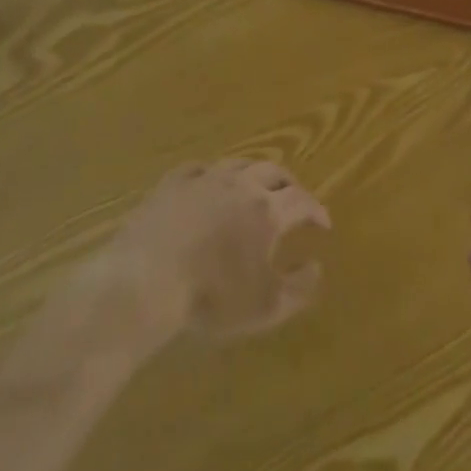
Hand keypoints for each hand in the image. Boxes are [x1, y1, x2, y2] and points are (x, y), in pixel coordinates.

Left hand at [104, 159, 330, 343]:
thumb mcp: (265, 307)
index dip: (316, 209)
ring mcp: (204, 179)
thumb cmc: (211, 296)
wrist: (146, 280)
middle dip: (289, 184)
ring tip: (257, 185)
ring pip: (238, 163)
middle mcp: (240, 185)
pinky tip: (210, 180)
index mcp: (266, 211)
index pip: (302, 200)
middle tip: (294, 198)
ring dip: (254, 172)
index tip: (323, 223)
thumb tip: (317, 267)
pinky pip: (199, 168)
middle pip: (273, 171)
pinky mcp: (172, 183)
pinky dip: (213, 173)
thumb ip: (299, 289)